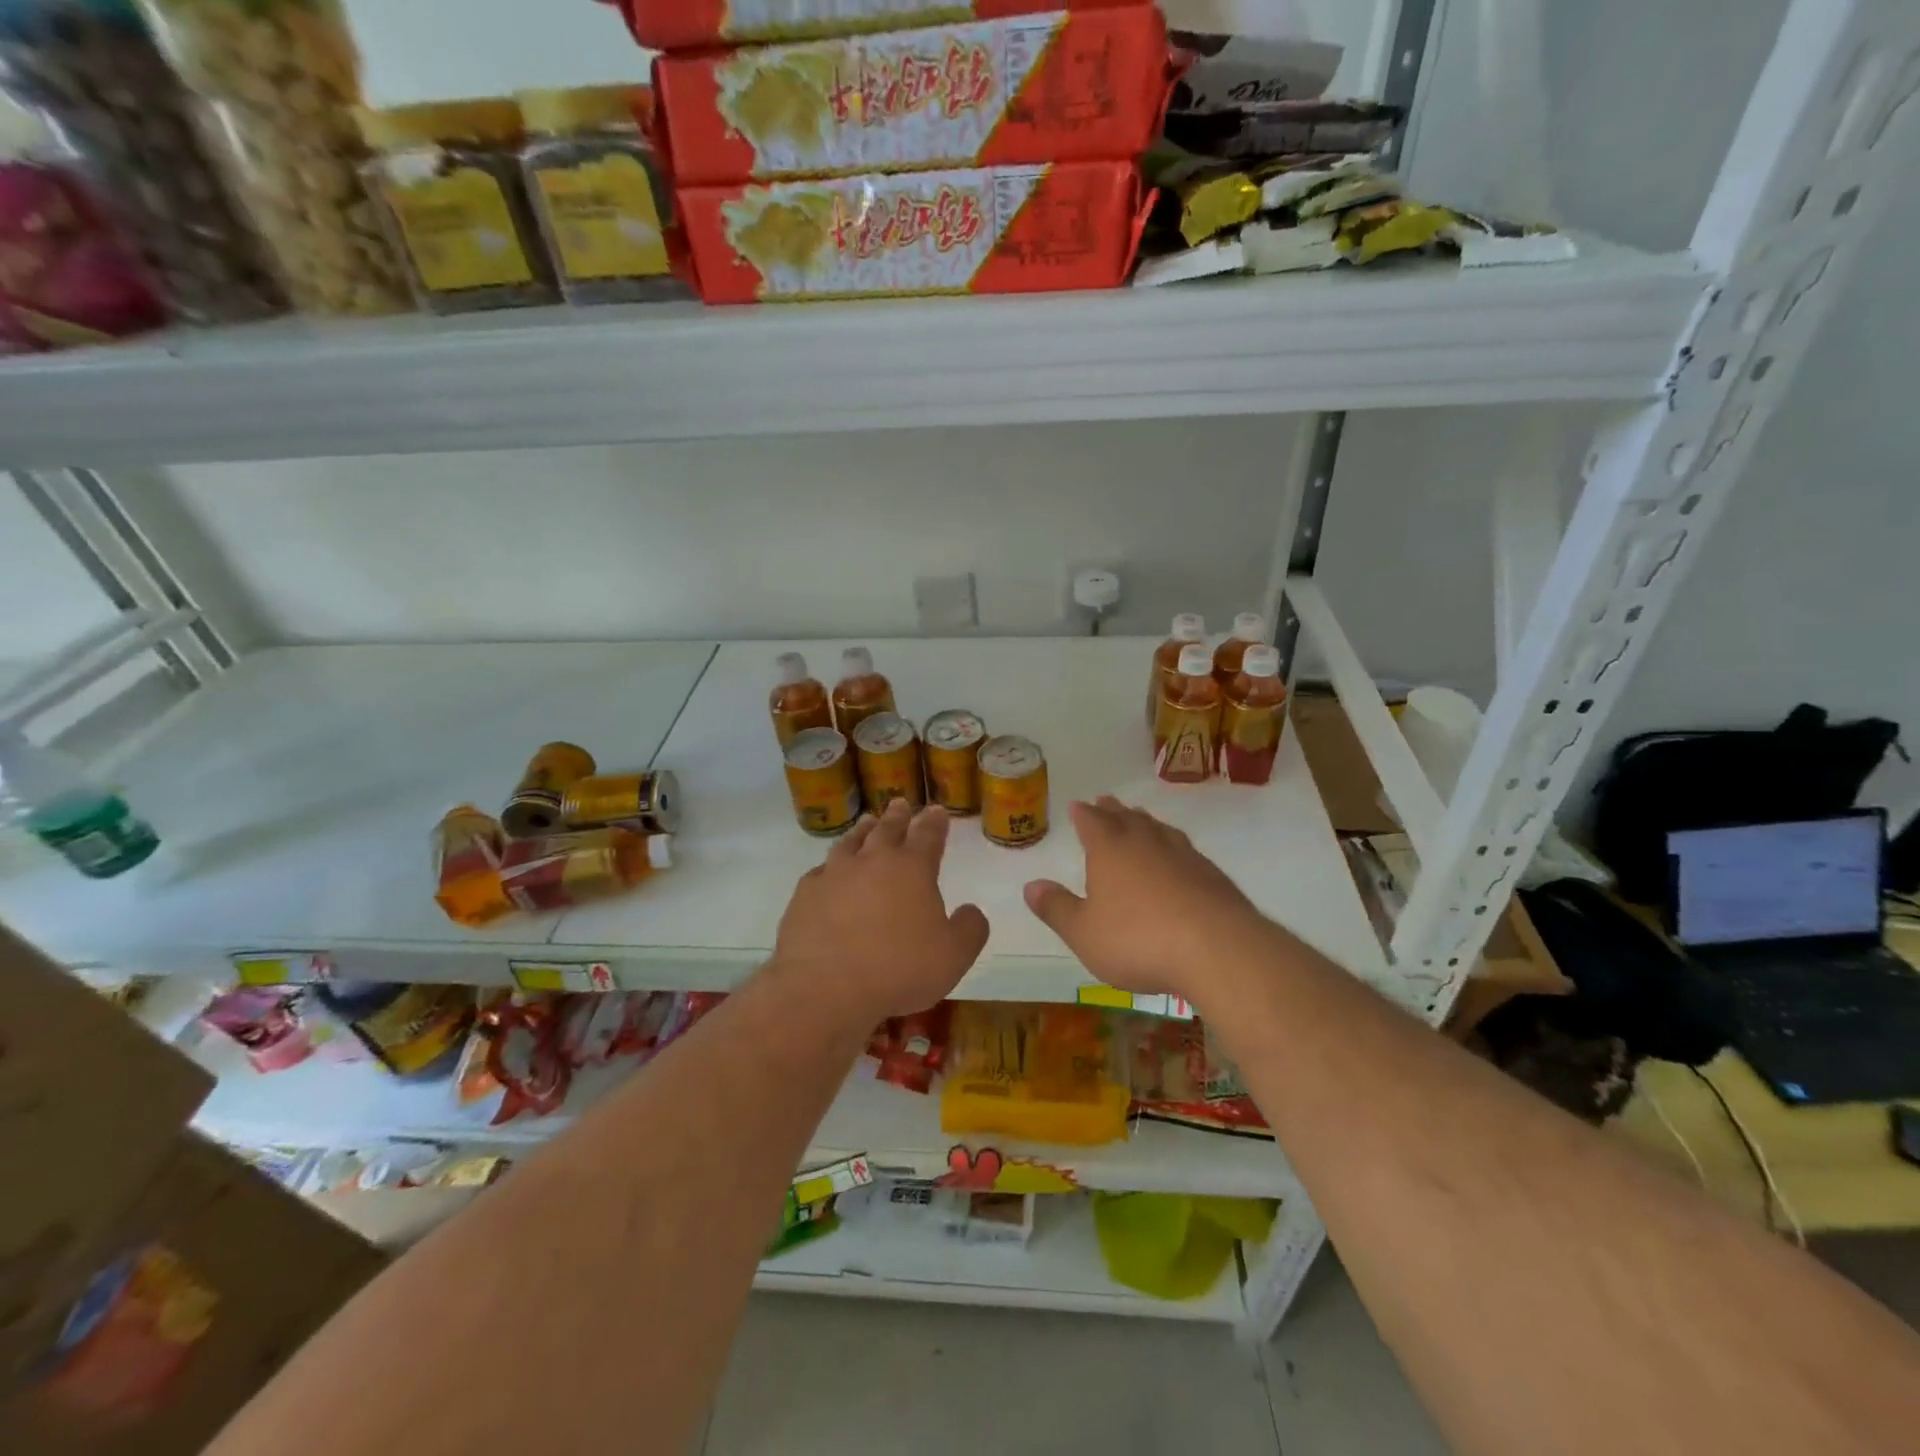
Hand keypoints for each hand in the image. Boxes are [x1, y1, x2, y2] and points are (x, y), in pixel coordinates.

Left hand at [769, 799, 989, 1023]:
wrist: (825, 988)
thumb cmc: (898, 970)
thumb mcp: (953, 957)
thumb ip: (970, 930)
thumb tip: (971, 911)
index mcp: (912, 868)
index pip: (928, 835)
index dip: (935, 822)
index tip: (937, 810)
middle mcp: (872, 861)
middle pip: (887, 829)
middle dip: (898, 816)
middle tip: (901, 803)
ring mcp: (834, 874)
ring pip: (851, 842)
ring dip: (863, 831)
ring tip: (868, 823)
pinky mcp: (805, 894)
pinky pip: (820, 871)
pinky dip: (829, 866)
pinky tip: (828, 871)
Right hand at [1024, 796, 1273, 1005]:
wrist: (1217, 949)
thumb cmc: (1138, 940)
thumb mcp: (1084, 932)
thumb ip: (1057, 908)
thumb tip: (1030, 885)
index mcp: (1110, 850)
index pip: (1092, 823)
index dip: (1083, 814)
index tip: (1077, 805)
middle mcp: (1146, 843)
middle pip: (1127, 818)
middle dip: (1113, 811)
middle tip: (1106, 801)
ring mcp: (1183, 855)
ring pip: (1159, 830)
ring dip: (1145, 822)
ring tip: (1140, 819)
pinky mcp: (1211, 875)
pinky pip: (1185, 850)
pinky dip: (1173, 847)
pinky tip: (1178, 857)